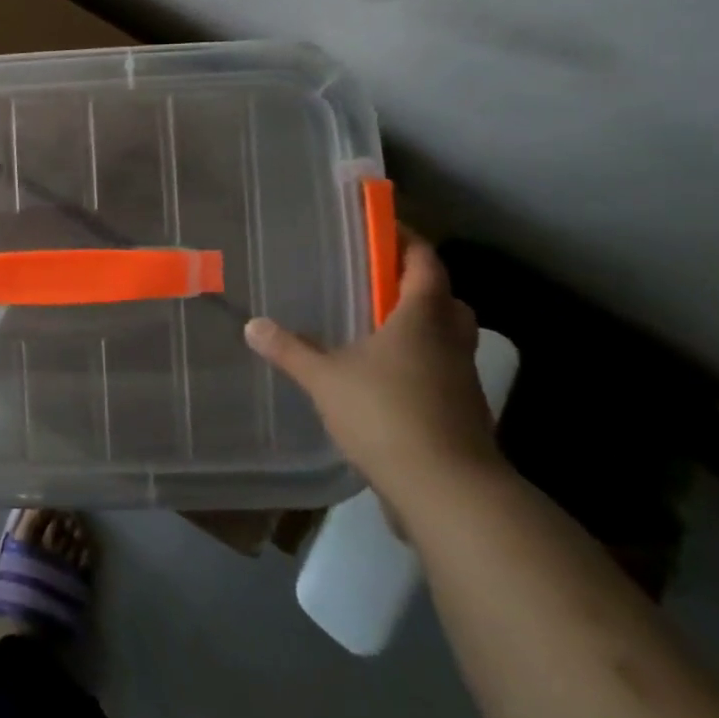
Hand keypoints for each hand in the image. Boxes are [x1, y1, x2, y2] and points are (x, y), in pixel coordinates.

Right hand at [243, 232, 503, 519]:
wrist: (448, 490)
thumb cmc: (385, 414)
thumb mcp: (325, 379)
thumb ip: (289, 350)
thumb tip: (253, 325)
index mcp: (421, 318)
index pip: (424, 262)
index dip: (408, 240)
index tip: (384, 228)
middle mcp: (450, 340)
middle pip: (446, 299)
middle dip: (419, 285)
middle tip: (381, 283)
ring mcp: (463, 379)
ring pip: (450, 337)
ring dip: (424, 326)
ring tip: (380, 331)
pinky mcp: (465, 412)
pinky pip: (445, 371)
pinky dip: (423, 364)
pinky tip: (388, 380)